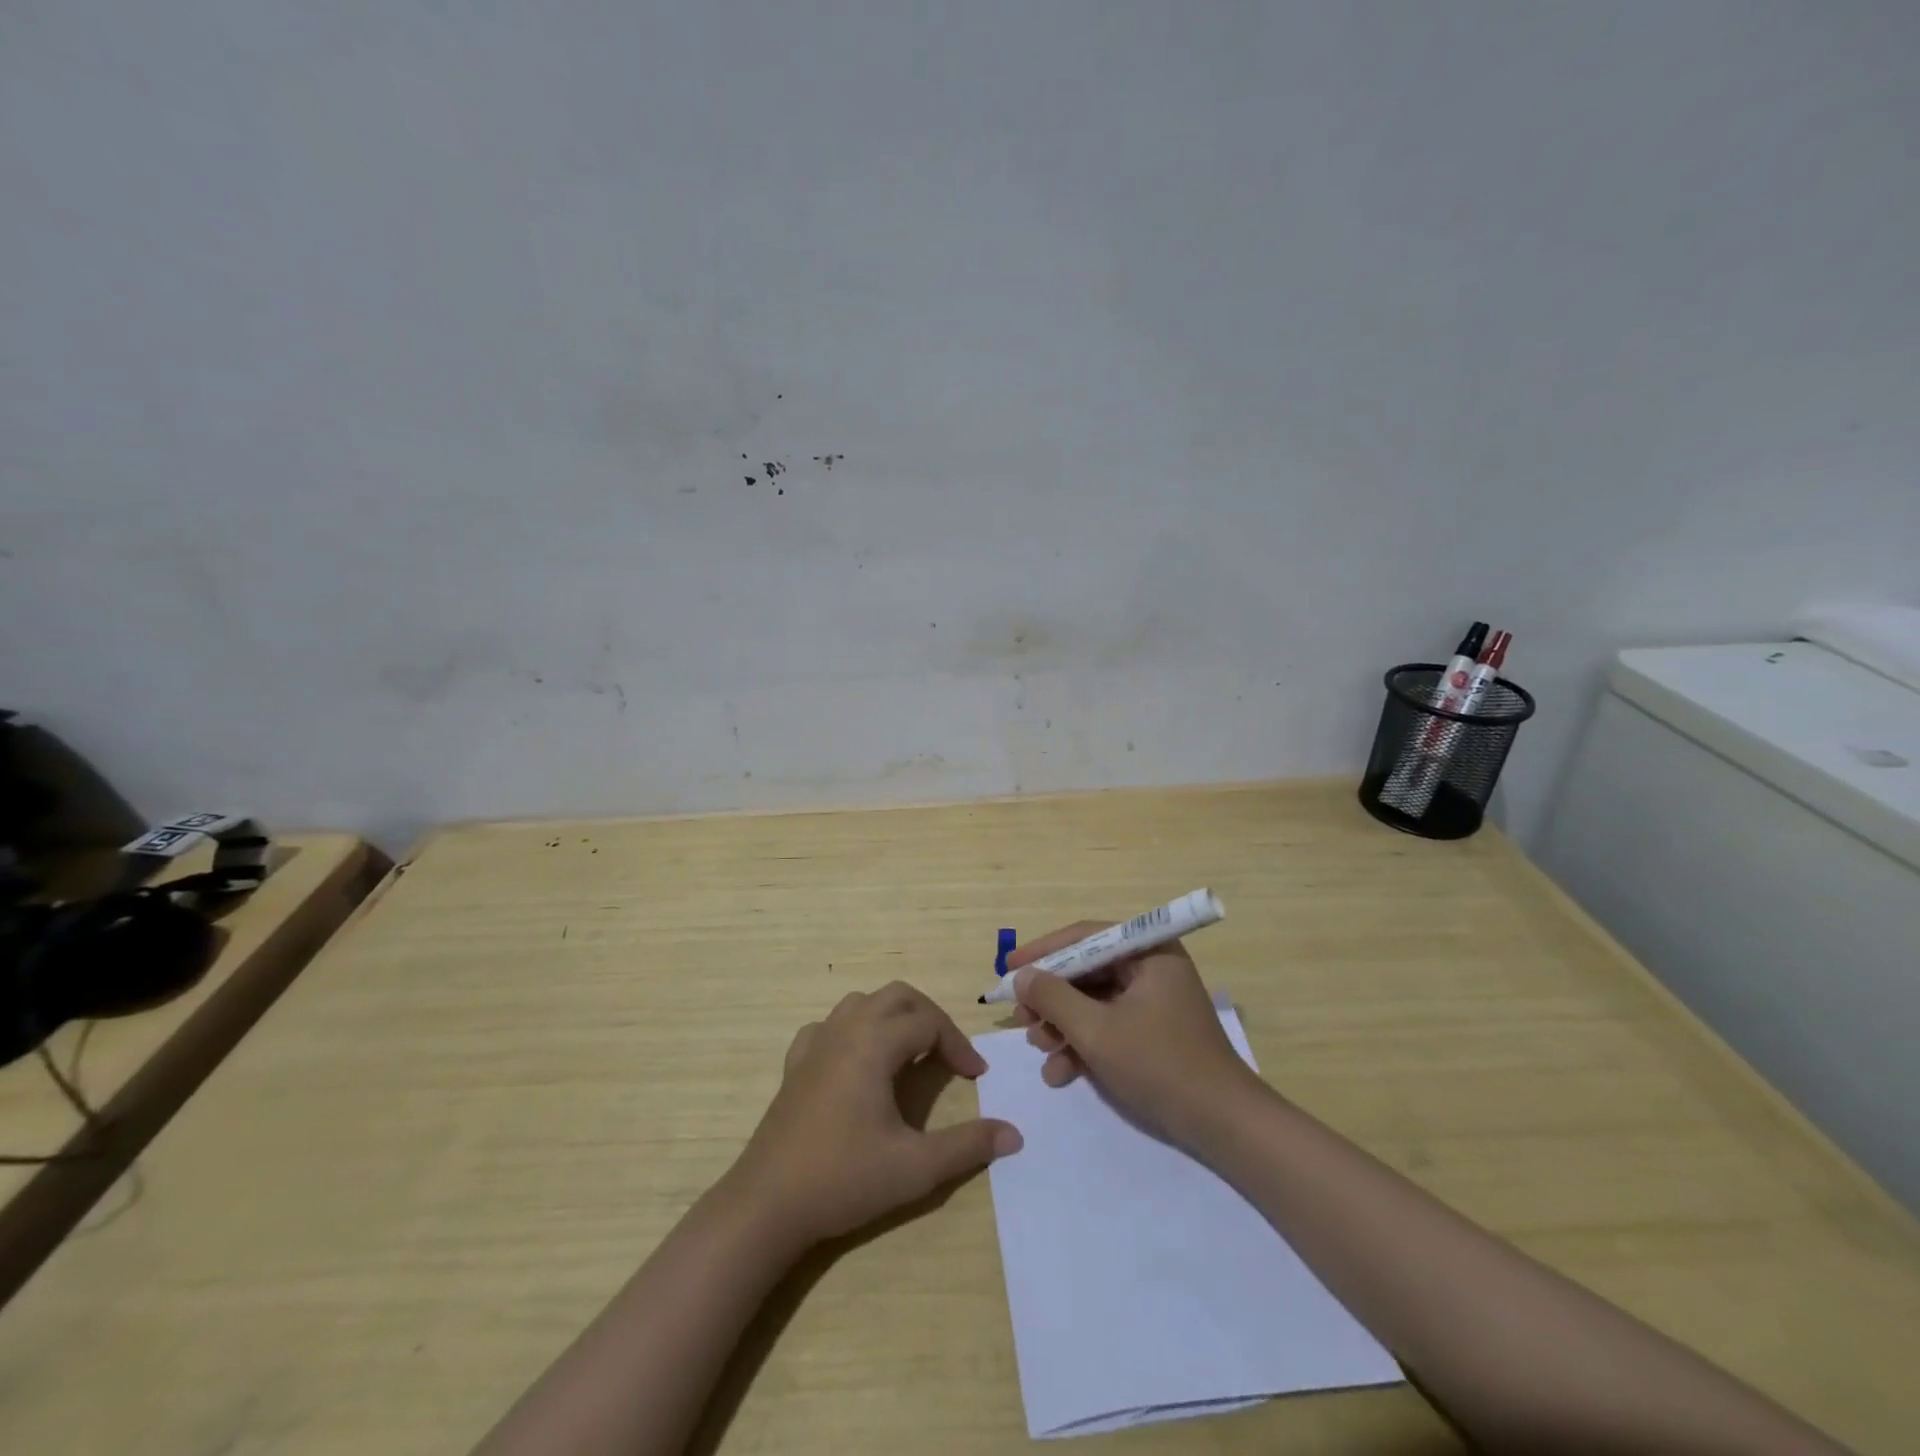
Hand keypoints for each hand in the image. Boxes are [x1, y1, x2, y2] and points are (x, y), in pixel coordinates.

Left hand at [726, 982, 1022, 1249]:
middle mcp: (845, 1029)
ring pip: (862, 1002)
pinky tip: (857, 1061)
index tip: (977, 1077)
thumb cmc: (844, 1178)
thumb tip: (1013, 1134)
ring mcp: (815, 1042)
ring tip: (910, 1052)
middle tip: (949, 1054)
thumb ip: (967, 1146)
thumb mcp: (915, 1167)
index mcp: (874, 1042)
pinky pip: (830, 1025)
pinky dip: (854, 1030)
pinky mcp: (795, 1063)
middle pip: (897, 996)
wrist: (767, 1204)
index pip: (928, 1022)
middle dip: (930, 1017)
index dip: (959, 1044)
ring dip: (893, 1017)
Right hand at [1011, 923, 1264, 1147]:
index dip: (1043, 951)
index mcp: (1148, 952)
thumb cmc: (1160, 1065)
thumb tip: (1021, 976)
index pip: (1085, 937)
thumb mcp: (1097, 1030)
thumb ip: (1053, 998)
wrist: (1223, 1126)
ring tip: (1040, 1050)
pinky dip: (1082, 1044)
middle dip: (1051, 998)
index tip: (1009, 969)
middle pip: (1086, 971)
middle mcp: (1151, 968)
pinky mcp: (1151, 1032)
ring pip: (1093, 1001)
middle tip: (1022, 1018)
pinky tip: (1060, 1073)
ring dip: (1062, 1025)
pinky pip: (1107, 1025)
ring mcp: (1153, 1002)